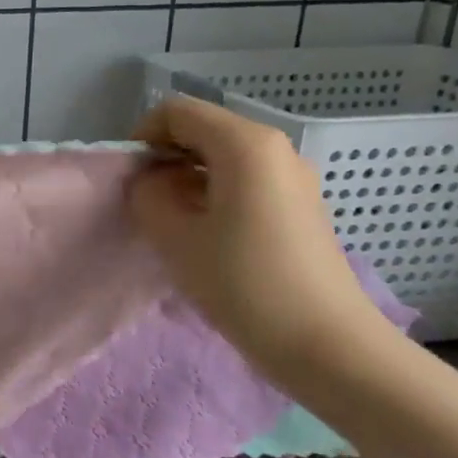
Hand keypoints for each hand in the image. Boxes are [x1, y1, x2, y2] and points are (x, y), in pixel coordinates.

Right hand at [129, 96, 394, 380]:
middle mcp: (275, 148)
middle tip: (147, 203)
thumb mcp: (174, 237)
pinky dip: (216, 195)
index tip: (131, 180)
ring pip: (225, 158)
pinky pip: (247, 182)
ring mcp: (294, 178)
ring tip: (174, 225)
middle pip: (204, 131)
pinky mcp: (301, 207)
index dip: (143, 137)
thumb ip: (148, 195)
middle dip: (166, 159)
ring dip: (189, 180)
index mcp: (245, 144)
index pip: (178, 112)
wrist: (326, 344)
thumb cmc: (243, 283)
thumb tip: (152, 182)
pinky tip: (208, 238)